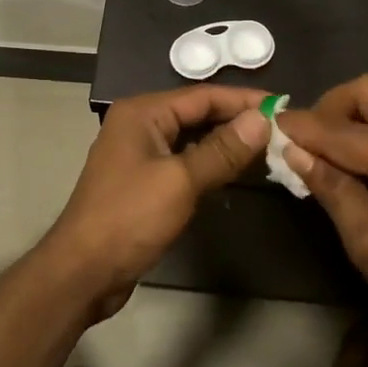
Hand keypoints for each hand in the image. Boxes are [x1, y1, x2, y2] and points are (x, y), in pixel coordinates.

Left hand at [43, 85, 269, 313]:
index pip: (203, 96)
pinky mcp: (144, 180)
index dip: (244, 100)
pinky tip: (236, 169)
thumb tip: (263, 120)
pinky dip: (210, 161)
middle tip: (281, 127)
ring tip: (267, 145)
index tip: (283, 106)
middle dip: (237, 119)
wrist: (83, 270)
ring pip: (192, 137)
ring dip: (226, 141)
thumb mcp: (181, 181)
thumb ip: (223, 149)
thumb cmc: (130, 218)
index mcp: (143, 112)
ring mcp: (140, 153)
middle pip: (197, 112)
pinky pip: (184, 160)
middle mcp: (139, 124)